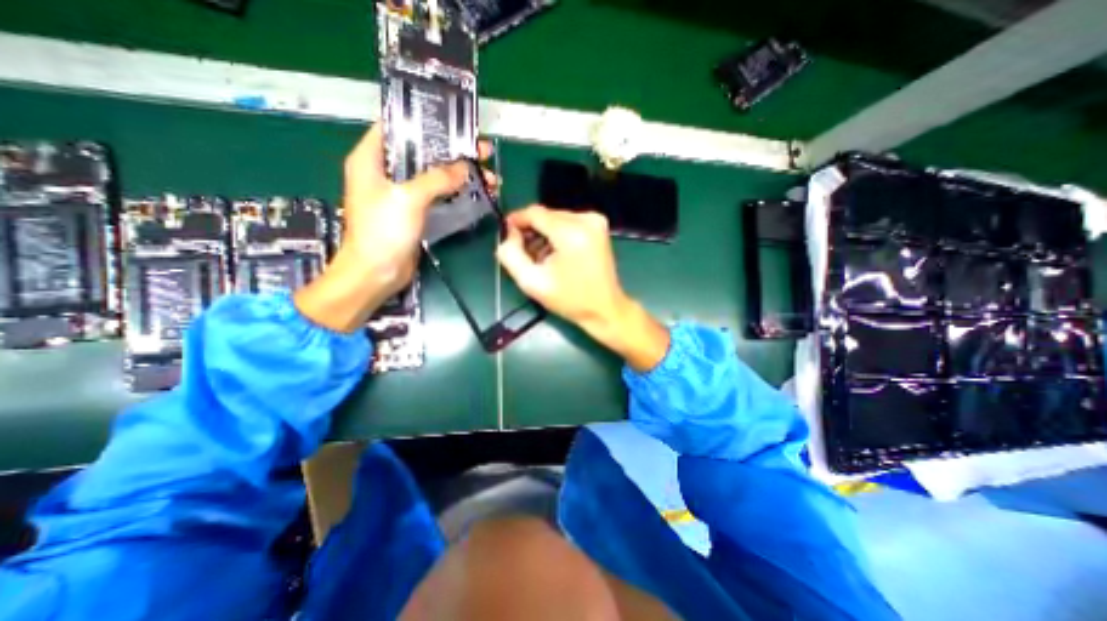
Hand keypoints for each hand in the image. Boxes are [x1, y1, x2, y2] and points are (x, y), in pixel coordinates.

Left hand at [294, 120, 493, 331]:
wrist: (377, 273)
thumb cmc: (383, 231)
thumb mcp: (408, 198)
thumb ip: (436, 179)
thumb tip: (464, 167)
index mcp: (371, 159)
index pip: (396, 127)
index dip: (425, 122)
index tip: (454, 123)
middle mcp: (385, 173)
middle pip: (422, 153)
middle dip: (452, 152)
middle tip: (481, 152)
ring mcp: (401, 194)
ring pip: (434, 176)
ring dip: (459, 175)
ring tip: (488, 176)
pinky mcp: (414, 212)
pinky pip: (437, 195)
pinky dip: (455, 193)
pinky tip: (476, 192)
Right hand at [498, 206, 669, 371]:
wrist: (604, 309)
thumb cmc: (569, 300)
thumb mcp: (532, 282)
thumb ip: (511, 255)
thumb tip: (509, 235)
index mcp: (571, 233)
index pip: (535, 213)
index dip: (517, 221)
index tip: (507, 234)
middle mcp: (586, 220)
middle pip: (546, 215)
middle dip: (532, 231)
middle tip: (525, 253)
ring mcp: (596, 221)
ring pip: (556, 219)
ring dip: (544, 234)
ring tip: (541, 258)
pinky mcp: (599, 226)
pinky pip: (569, 223)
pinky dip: (558, 235)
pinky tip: (556, 254)